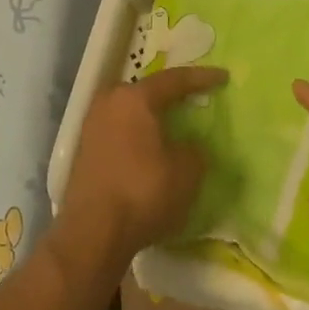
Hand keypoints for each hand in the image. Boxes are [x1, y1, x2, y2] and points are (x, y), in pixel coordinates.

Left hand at [57, 66, 226, 273]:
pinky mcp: (85, 152)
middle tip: (193, 98)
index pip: (174, 80)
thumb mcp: (187, 172)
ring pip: (130, 113)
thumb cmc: (143, 192)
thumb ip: (195, 151)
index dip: (202, 78)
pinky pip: (120, 133)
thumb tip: (190, 146)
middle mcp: (109, 103)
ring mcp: (92, 127)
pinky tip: (151, 150)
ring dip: (152, 118)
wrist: (92, 233)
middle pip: (146, 92)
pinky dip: (138, 137)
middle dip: (170, 95)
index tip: (224, 76)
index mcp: (134, 98)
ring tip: (173, 125)